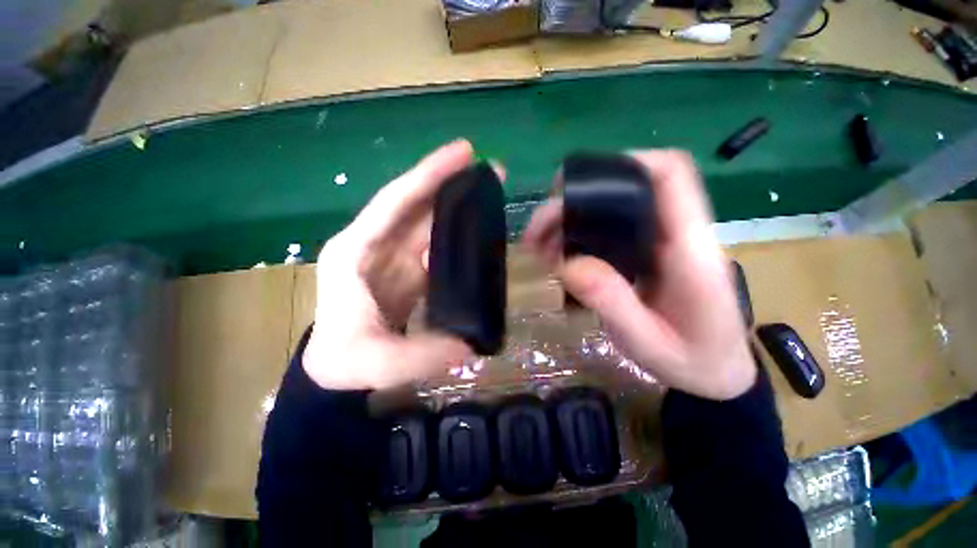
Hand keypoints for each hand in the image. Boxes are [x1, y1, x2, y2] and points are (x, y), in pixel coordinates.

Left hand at [303, 140, 480, 390]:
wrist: (337, 368)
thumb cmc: (345, 360)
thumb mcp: (378, 362)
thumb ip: (423, 354)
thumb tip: (469, 344)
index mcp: (356, 252)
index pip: (395, 202)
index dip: (428, 175)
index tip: (464, 152)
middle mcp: (375, 245)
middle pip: (416, 204)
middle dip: (452, 183)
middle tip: (491, 171)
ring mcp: (394, 256)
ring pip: (428, 221)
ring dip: (459, 205)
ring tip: (492, 193)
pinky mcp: (409, 268)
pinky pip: (436, 242)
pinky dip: (457, 233)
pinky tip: (480, 230)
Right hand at [523, 150, 754, 399]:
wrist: (718, 374)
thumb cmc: (692, 363)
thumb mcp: (647, 342)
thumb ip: (611, 301)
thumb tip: (567, 262)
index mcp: (690, 250)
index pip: (670, 176)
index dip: (624, 163)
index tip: (572, 184)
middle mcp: (679, 235)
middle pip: (629, 188)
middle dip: (575, 201)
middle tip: (537, 231)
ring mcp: (664, 243)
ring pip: (615, 209)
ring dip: (572, 220)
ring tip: (539, 247)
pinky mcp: (651, 253)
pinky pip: (612, 230)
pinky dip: (579, 236)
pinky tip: (558, 255)